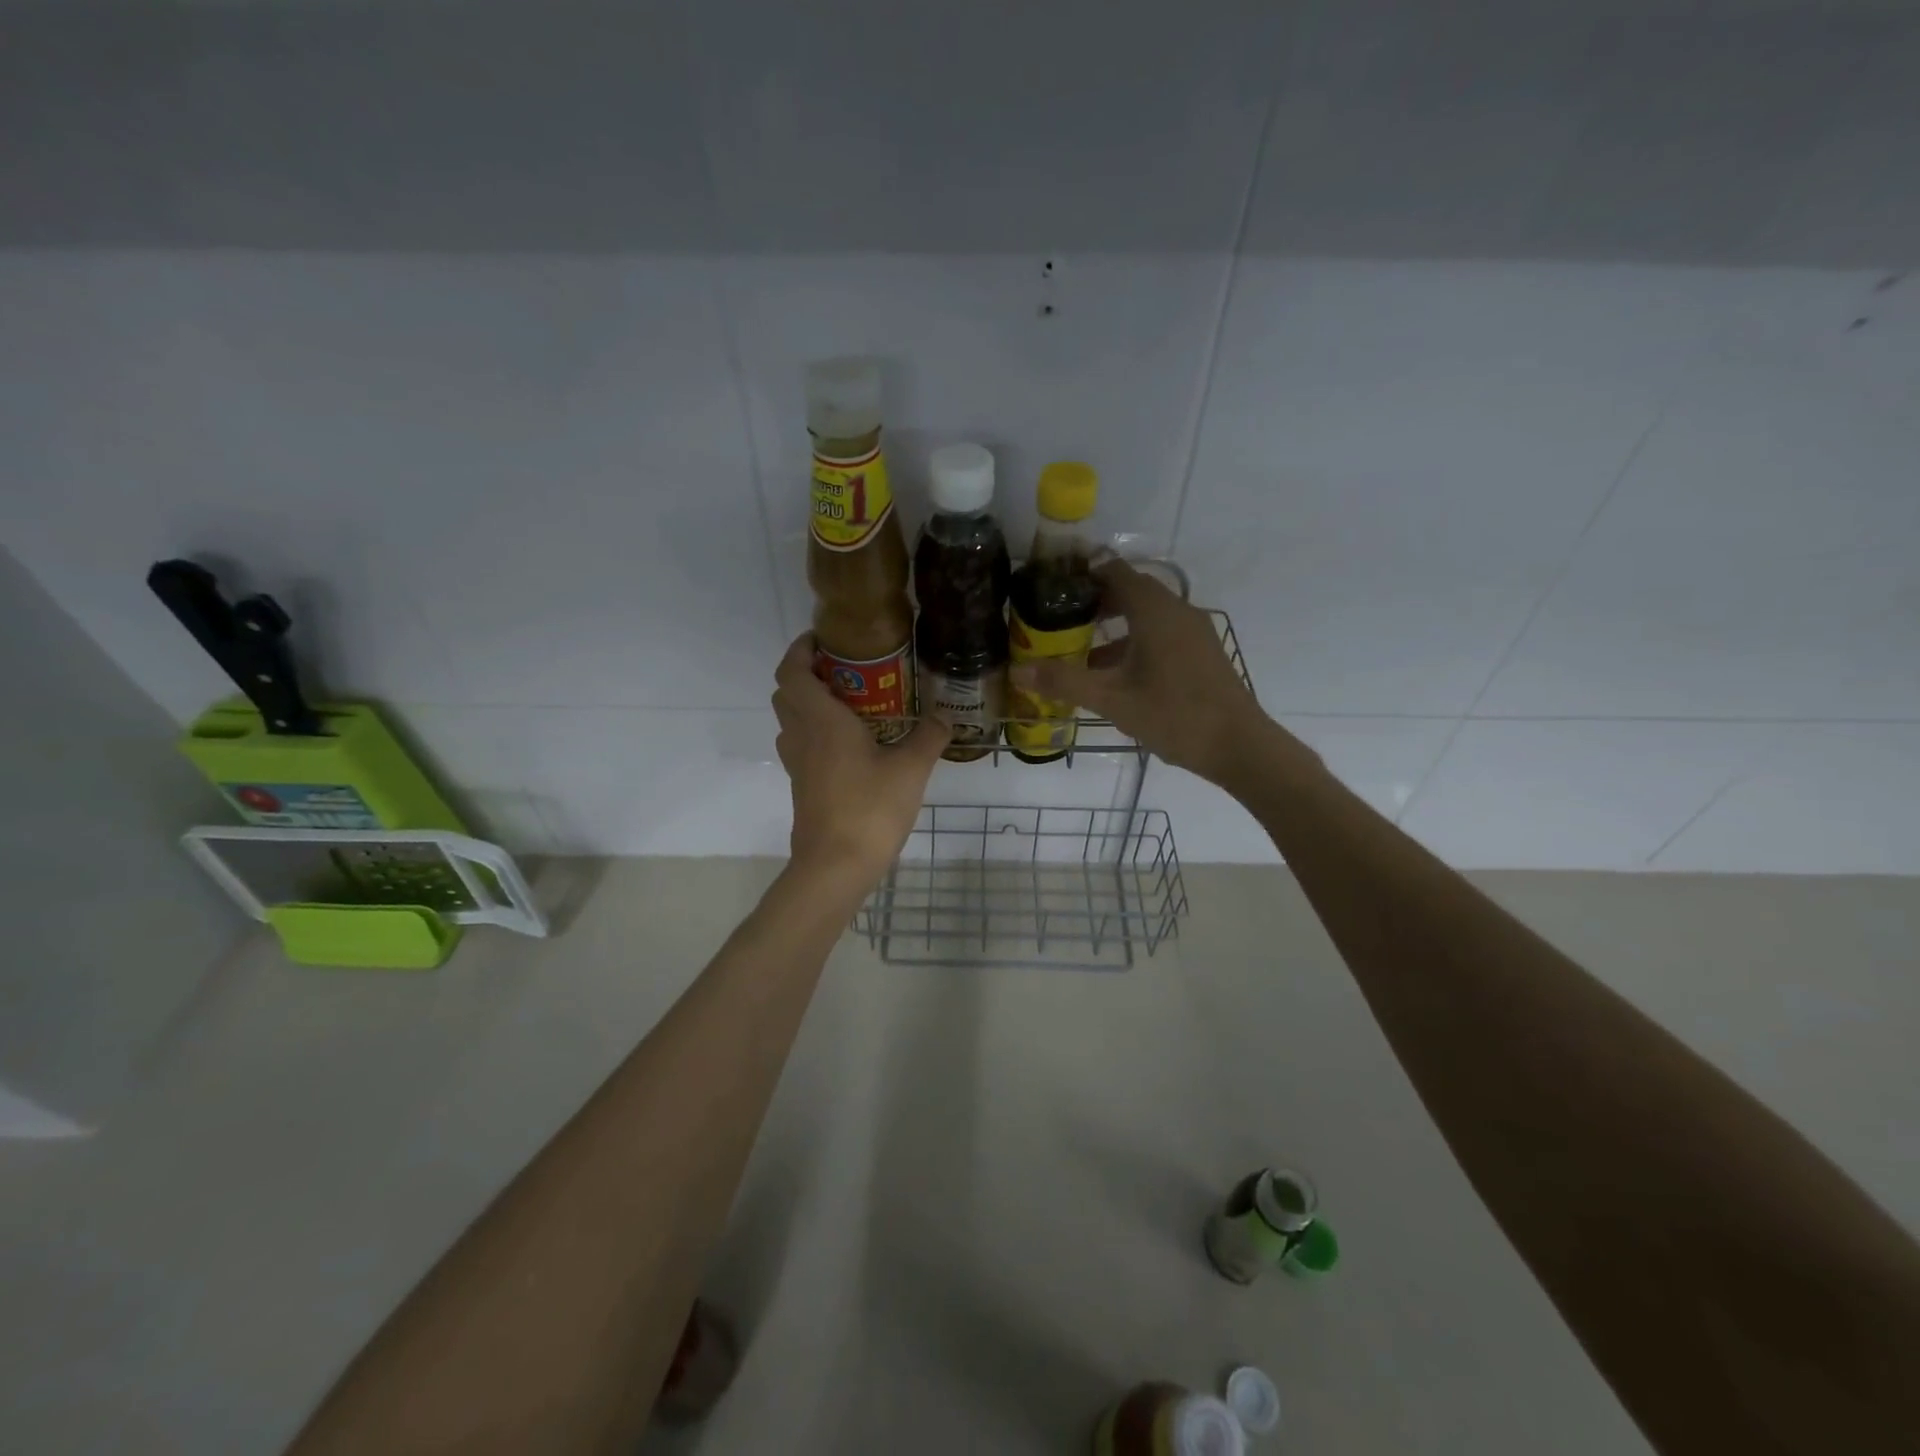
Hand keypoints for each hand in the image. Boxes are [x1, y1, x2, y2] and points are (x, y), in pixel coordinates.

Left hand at [772, 634, 950, 885]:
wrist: (835, 866)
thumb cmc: (869, 809)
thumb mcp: (911, 769)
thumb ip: (929, 737)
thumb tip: (946, 716)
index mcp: (821, 720)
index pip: (792, 671)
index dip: (800, 649)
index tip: (823, 639)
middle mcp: (802, 736)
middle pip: (786, 693)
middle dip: (807, 674)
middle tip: (844, 671)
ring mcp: (798, 764)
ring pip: (791, 720)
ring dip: (809, 704)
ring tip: (849, 704)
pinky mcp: (803, 786)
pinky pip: (802, 746)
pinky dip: (816, 733)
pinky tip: (851, 745)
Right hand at [1008, 560, 1271, 783]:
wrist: (1239, 746)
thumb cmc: (1174, 715)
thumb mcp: (1112, 700)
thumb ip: (1064, 682)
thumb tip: (1017, 671)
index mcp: (1154, 611)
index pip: (1114, 572)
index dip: (1083, 573)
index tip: (1052, 585)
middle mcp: (1176, 611)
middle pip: (1130, 591)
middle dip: (1094, 601)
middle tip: (1058, 617)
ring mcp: (1193, 631)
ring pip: (1146, 614)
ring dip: (1114, 624)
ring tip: (1079, 646)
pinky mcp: (1201, 652)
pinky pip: (1161, 632)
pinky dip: (1134, 640)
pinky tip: (1115, 672)